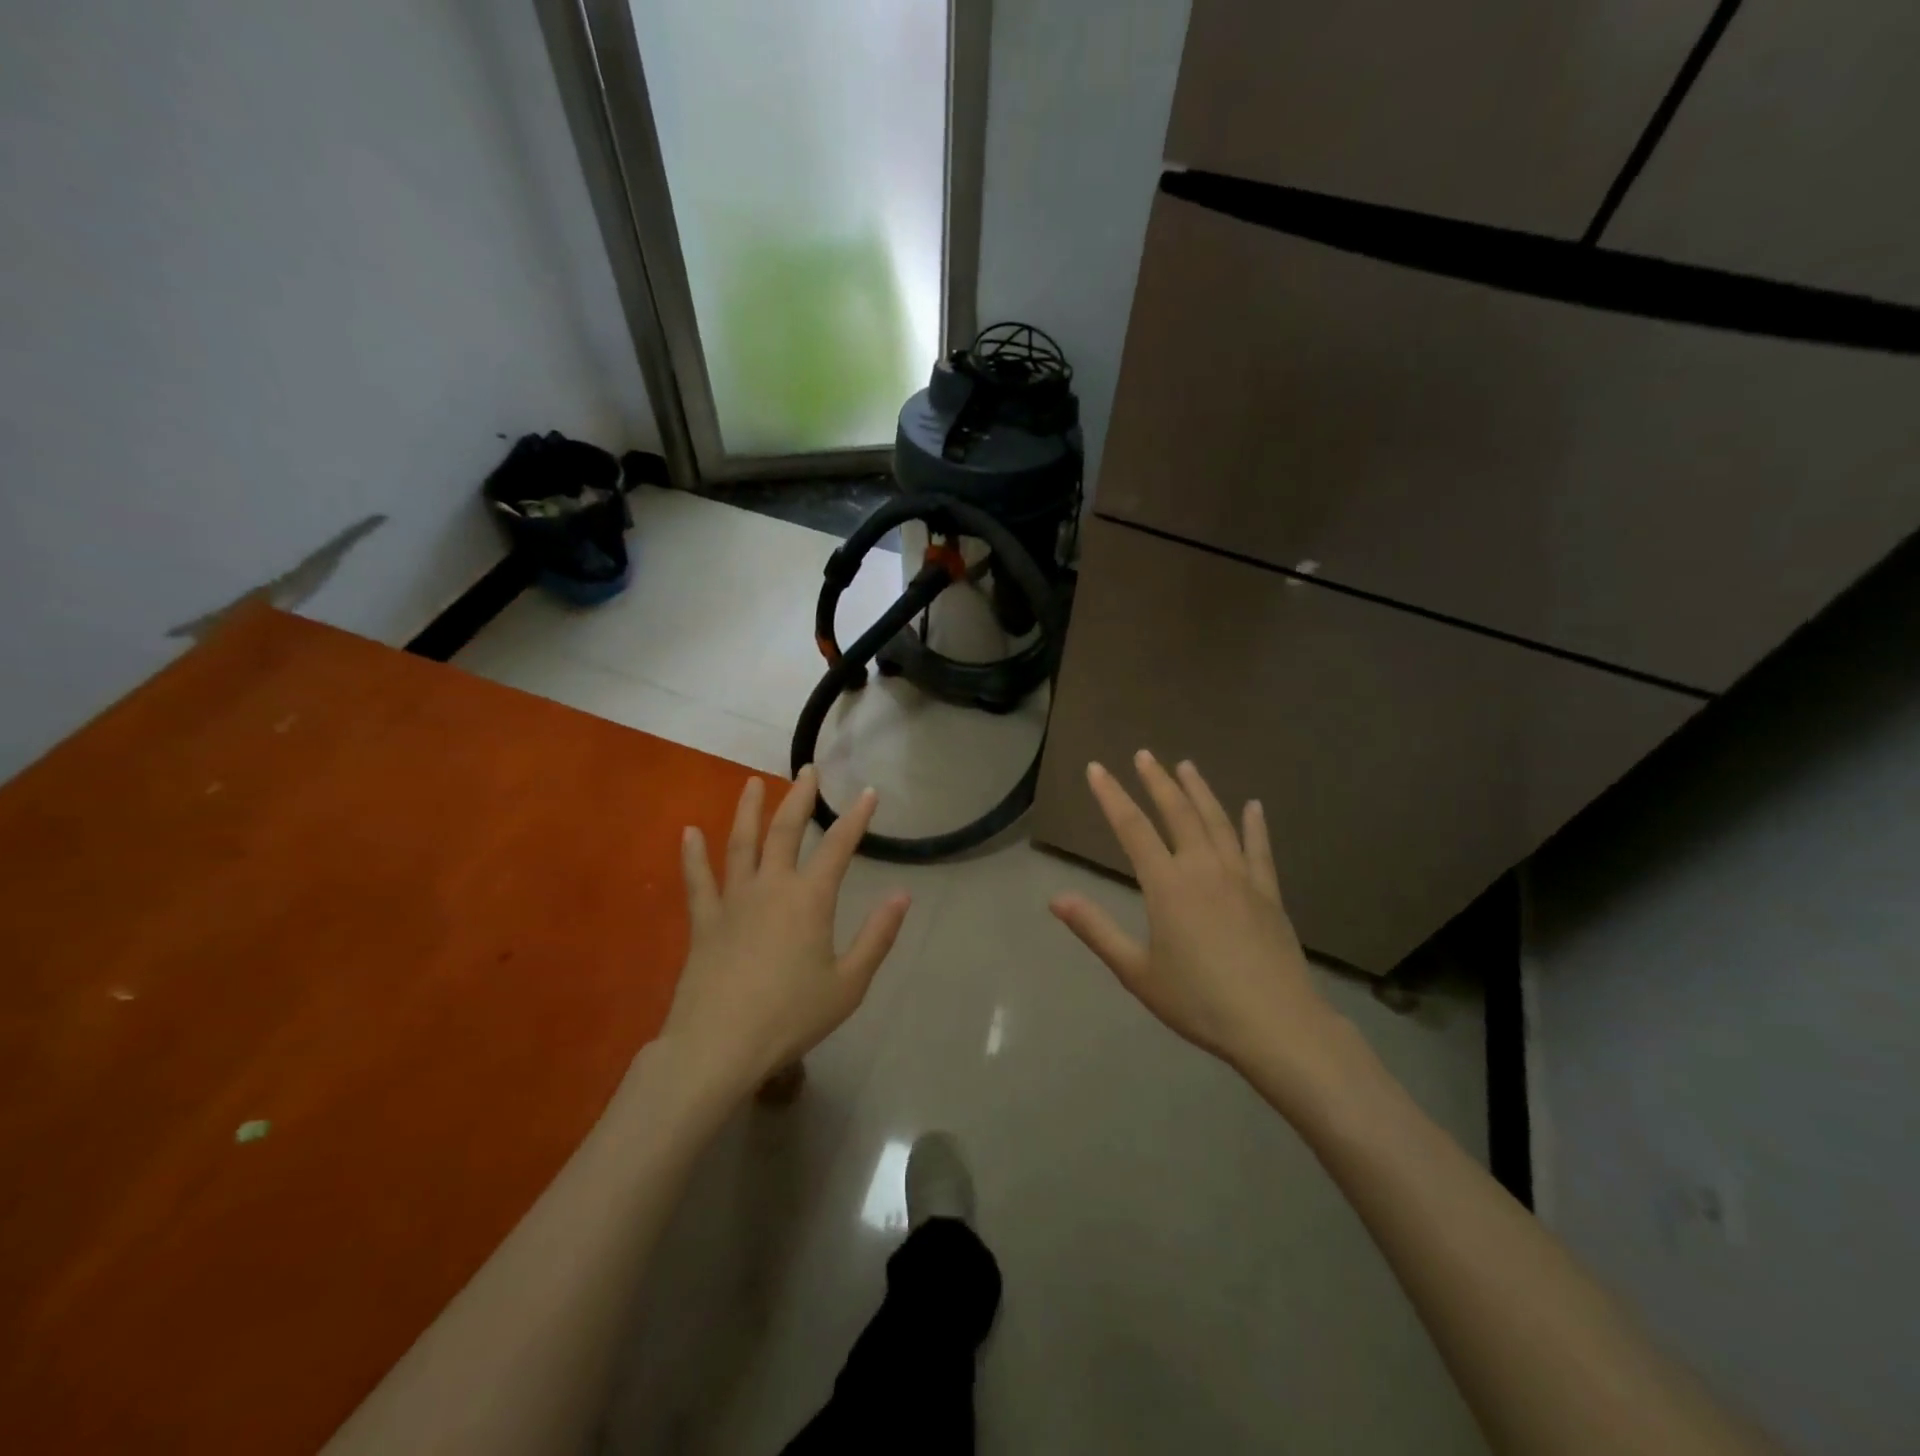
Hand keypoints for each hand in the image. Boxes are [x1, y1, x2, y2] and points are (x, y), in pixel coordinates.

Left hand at [658, 766, 909, 1105]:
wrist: (719, 1046)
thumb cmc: (791, 1017)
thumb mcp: (848, 984)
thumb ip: (877, 937)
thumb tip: (902, 895)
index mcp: (809, 900)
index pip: (838, 847)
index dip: (856, 818)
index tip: (868, 793)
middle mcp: (771, 887)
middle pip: (785, 831)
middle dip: (799, 797)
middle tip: (807, 770)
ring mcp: (732, 901)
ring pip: (740, 844)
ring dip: (748, 810)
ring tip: (752, 783)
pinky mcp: (704, 921)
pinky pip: (697, 880)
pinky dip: (692, 855)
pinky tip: (689, 832)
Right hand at [1049, 752, 1336, 1082]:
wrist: (1276, 1025)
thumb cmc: (1199, 1001)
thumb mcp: (1137, 971)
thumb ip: (1096, 930)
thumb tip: (1055, 898)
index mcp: (1168, 885)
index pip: (1132, 828)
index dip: (1111, 796)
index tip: (1096, 768)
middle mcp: (1203, 868)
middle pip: (1177, 812)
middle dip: (1157, 781)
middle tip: (1144, 754)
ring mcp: (1241, 877)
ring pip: (1217, 821)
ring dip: (1199, 791)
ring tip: (1186, 765)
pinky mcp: (1269, 893)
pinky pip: (1259, 848)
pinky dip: (1254, 824)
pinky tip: (1253, 806)